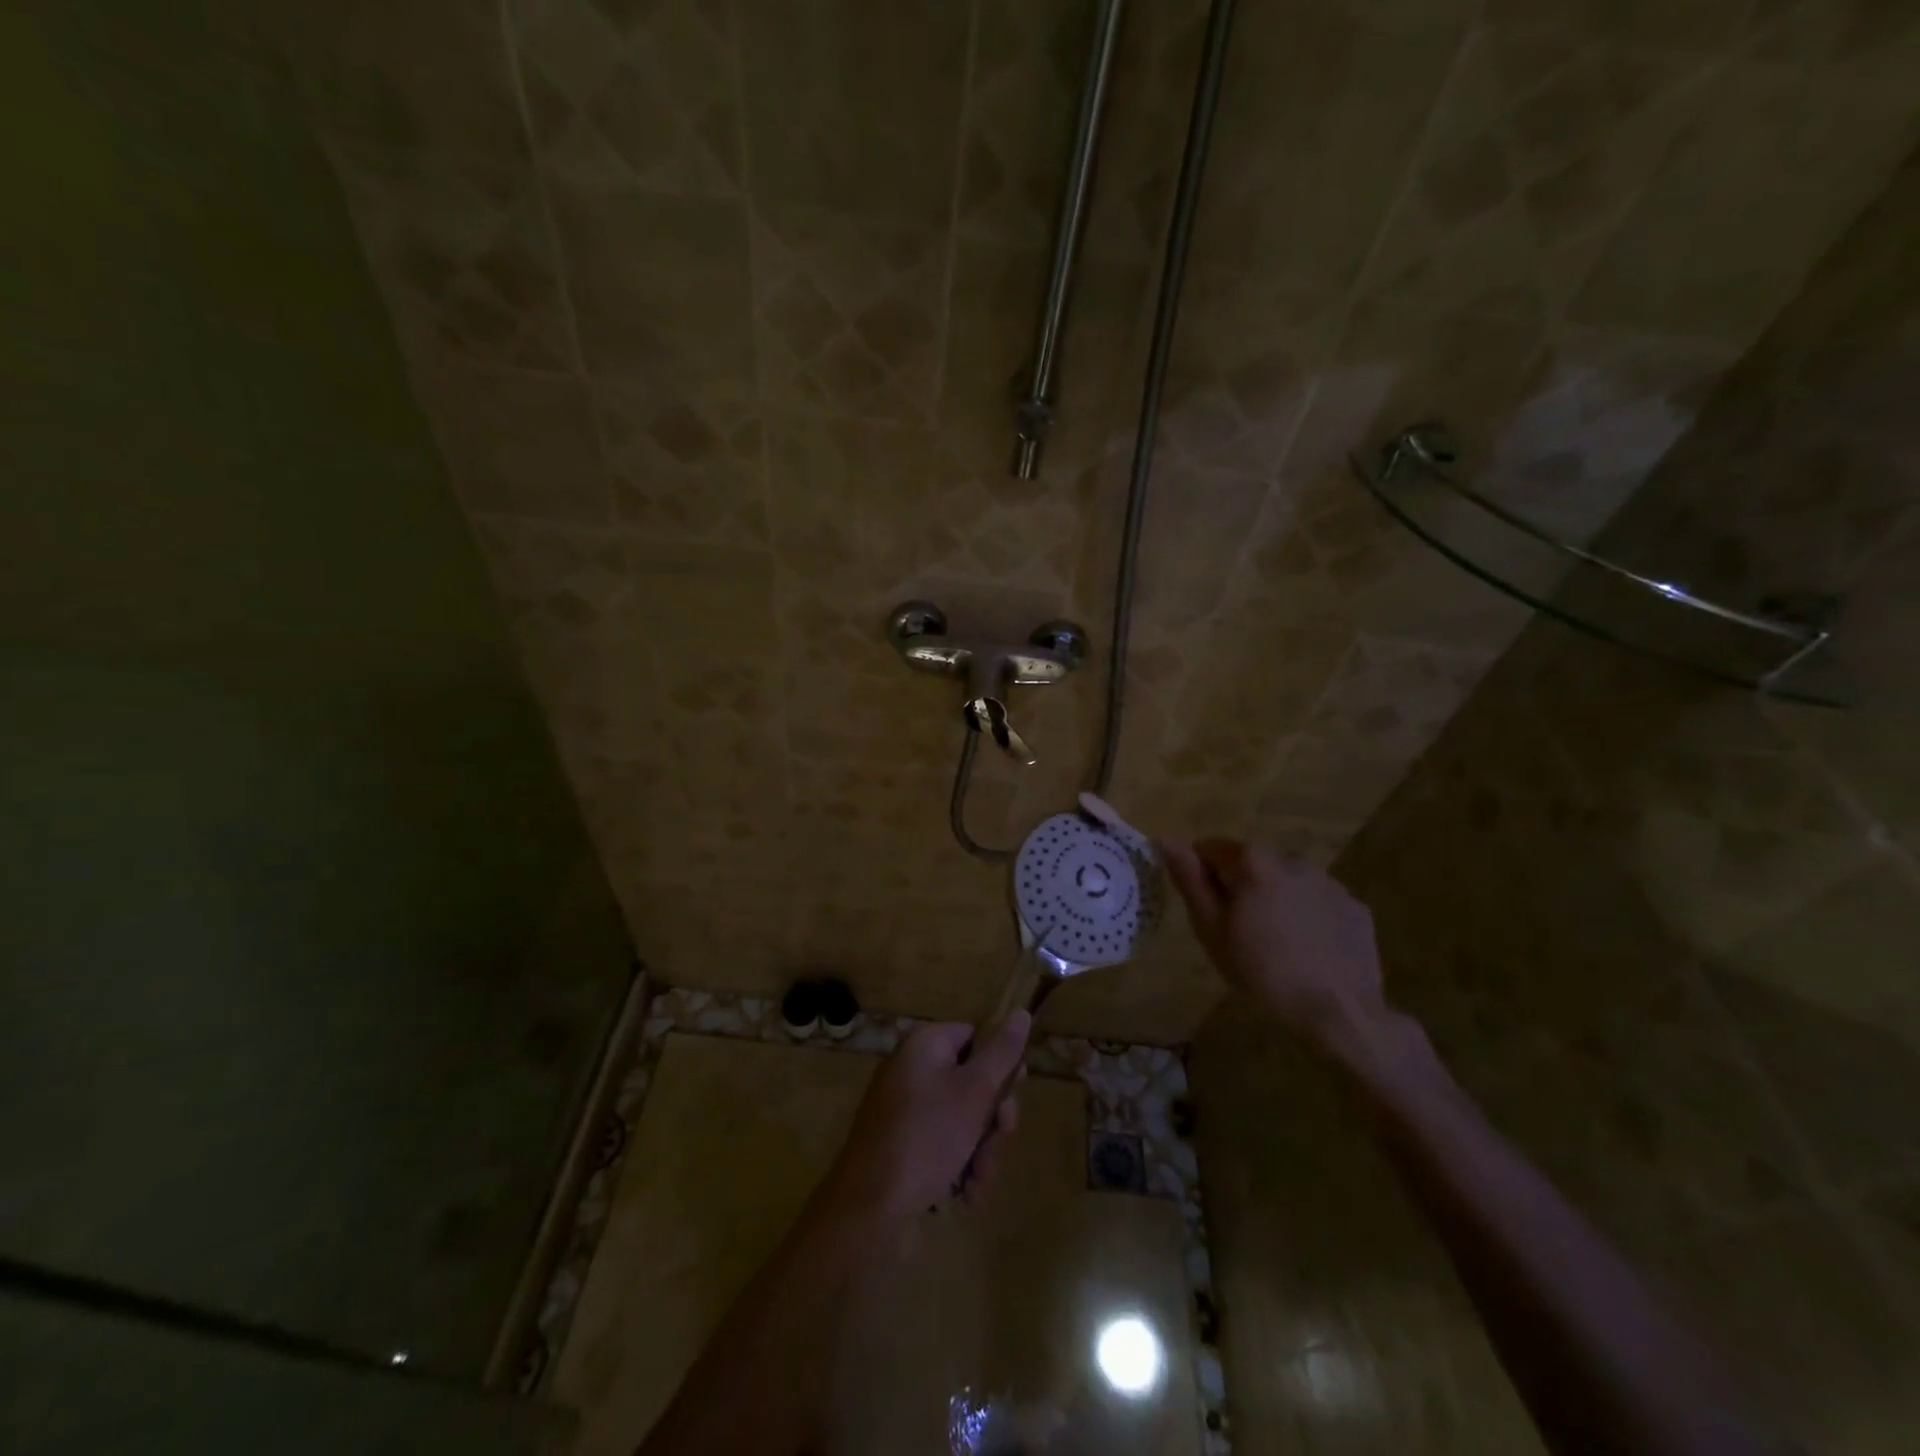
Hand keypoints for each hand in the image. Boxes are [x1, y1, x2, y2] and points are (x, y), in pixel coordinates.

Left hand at [823, 1012, 1030, 1223]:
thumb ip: (1002, 1053)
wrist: (869, 1208)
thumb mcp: (974, 1091)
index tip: (1010, 1100)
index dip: (999, 1068)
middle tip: (995, 1147)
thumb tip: (1021, 1012)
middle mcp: (914, 1070)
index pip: (976, 1038)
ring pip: (965, 1120)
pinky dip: (961, 1167)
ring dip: (981, 1152)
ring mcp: (907, 1109)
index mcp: (925, 1045)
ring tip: (977, 1184)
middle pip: (974, 1082)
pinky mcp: (904, 1144)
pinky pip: (945, 1144)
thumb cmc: (926, 1137)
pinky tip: (965, 1194)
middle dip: (993, 1123)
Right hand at [1163, 839, 1387, 1049]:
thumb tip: (1166, 840)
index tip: (1208, 911)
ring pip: (1285, 881)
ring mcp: (1329, 881)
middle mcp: (1292, 859)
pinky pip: (1317, 901)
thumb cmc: (1262, 971)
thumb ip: (1189, 880)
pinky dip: (1307, 916)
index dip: (1200, 877)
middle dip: (1239, 887)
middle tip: (1238, 932)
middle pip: (1250, 864)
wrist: (1339, 1013)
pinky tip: (1307, 950)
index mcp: (1252, 862)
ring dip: (1273, 899)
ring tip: (1275, 944)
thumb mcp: (1211, 929)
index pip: (1209, 849)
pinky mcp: (1354, 906)